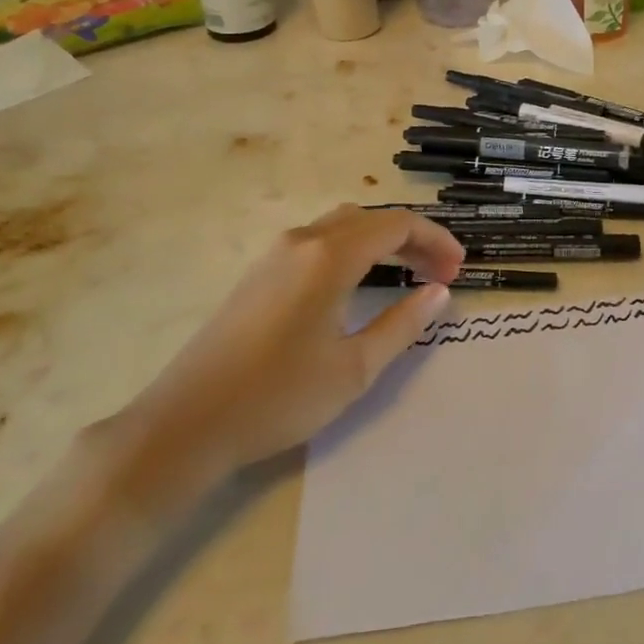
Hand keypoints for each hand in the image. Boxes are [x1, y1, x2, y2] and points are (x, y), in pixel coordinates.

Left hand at [100, 206, 463, 509]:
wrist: (184, 424)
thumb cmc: (278, 397)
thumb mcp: (354, 368)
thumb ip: (403, 324)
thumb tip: (438, 292)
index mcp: (329, 256)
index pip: (397, 225)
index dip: (436, 241)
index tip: (458, 270)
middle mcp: (303, 240)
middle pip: (371, 218)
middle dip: (412, 239)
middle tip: (440, 275)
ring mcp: (276, 254)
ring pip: (343, 226)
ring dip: (382, 242)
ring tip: (408, 275)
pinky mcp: (260, 273)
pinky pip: (319, 241)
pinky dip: (354, 250)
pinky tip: (360, 285)